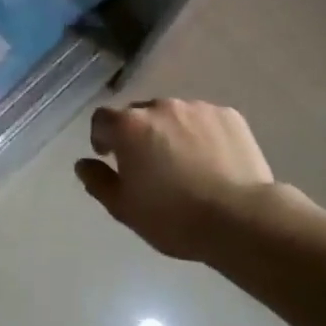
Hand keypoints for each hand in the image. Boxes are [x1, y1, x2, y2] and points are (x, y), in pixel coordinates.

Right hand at [75, 99, 277, 261]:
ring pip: (174, 116)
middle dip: (138, 134)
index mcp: (130, 126)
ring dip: (170, 133)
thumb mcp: (124, 208)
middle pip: (139, 114)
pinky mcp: (229, 116)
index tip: (110, 158)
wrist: (241, 219)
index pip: (102, 119)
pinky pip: (205, 121)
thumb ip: (98, 181)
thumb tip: (83, 164)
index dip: (102, 137)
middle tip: (149, 166)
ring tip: (185, 164)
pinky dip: (201, 135)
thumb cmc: (174, 217)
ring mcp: (198, 108)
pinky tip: (212, 162)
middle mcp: (161, 106)